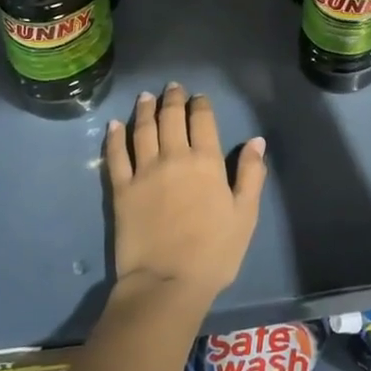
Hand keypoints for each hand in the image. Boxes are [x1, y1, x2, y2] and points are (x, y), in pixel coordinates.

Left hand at [104, 84, 265, 306]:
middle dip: (172, 99)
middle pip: (171, 118)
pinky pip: (116, 155)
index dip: (200, 105)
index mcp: (206, 162)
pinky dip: (115, 137)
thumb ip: (251, 175)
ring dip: (144, 109)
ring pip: (143, 129)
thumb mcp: (245, 215)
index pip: (202, 121)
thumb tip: (256, 141)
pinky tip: (114, 125)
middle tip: (172, 87)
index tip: (198, 97)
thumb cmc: (214, 252)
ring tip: (145, 96)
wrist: (166, 282)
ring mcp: (144, 171)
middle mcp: (174, 157)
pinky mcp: (121, 189)